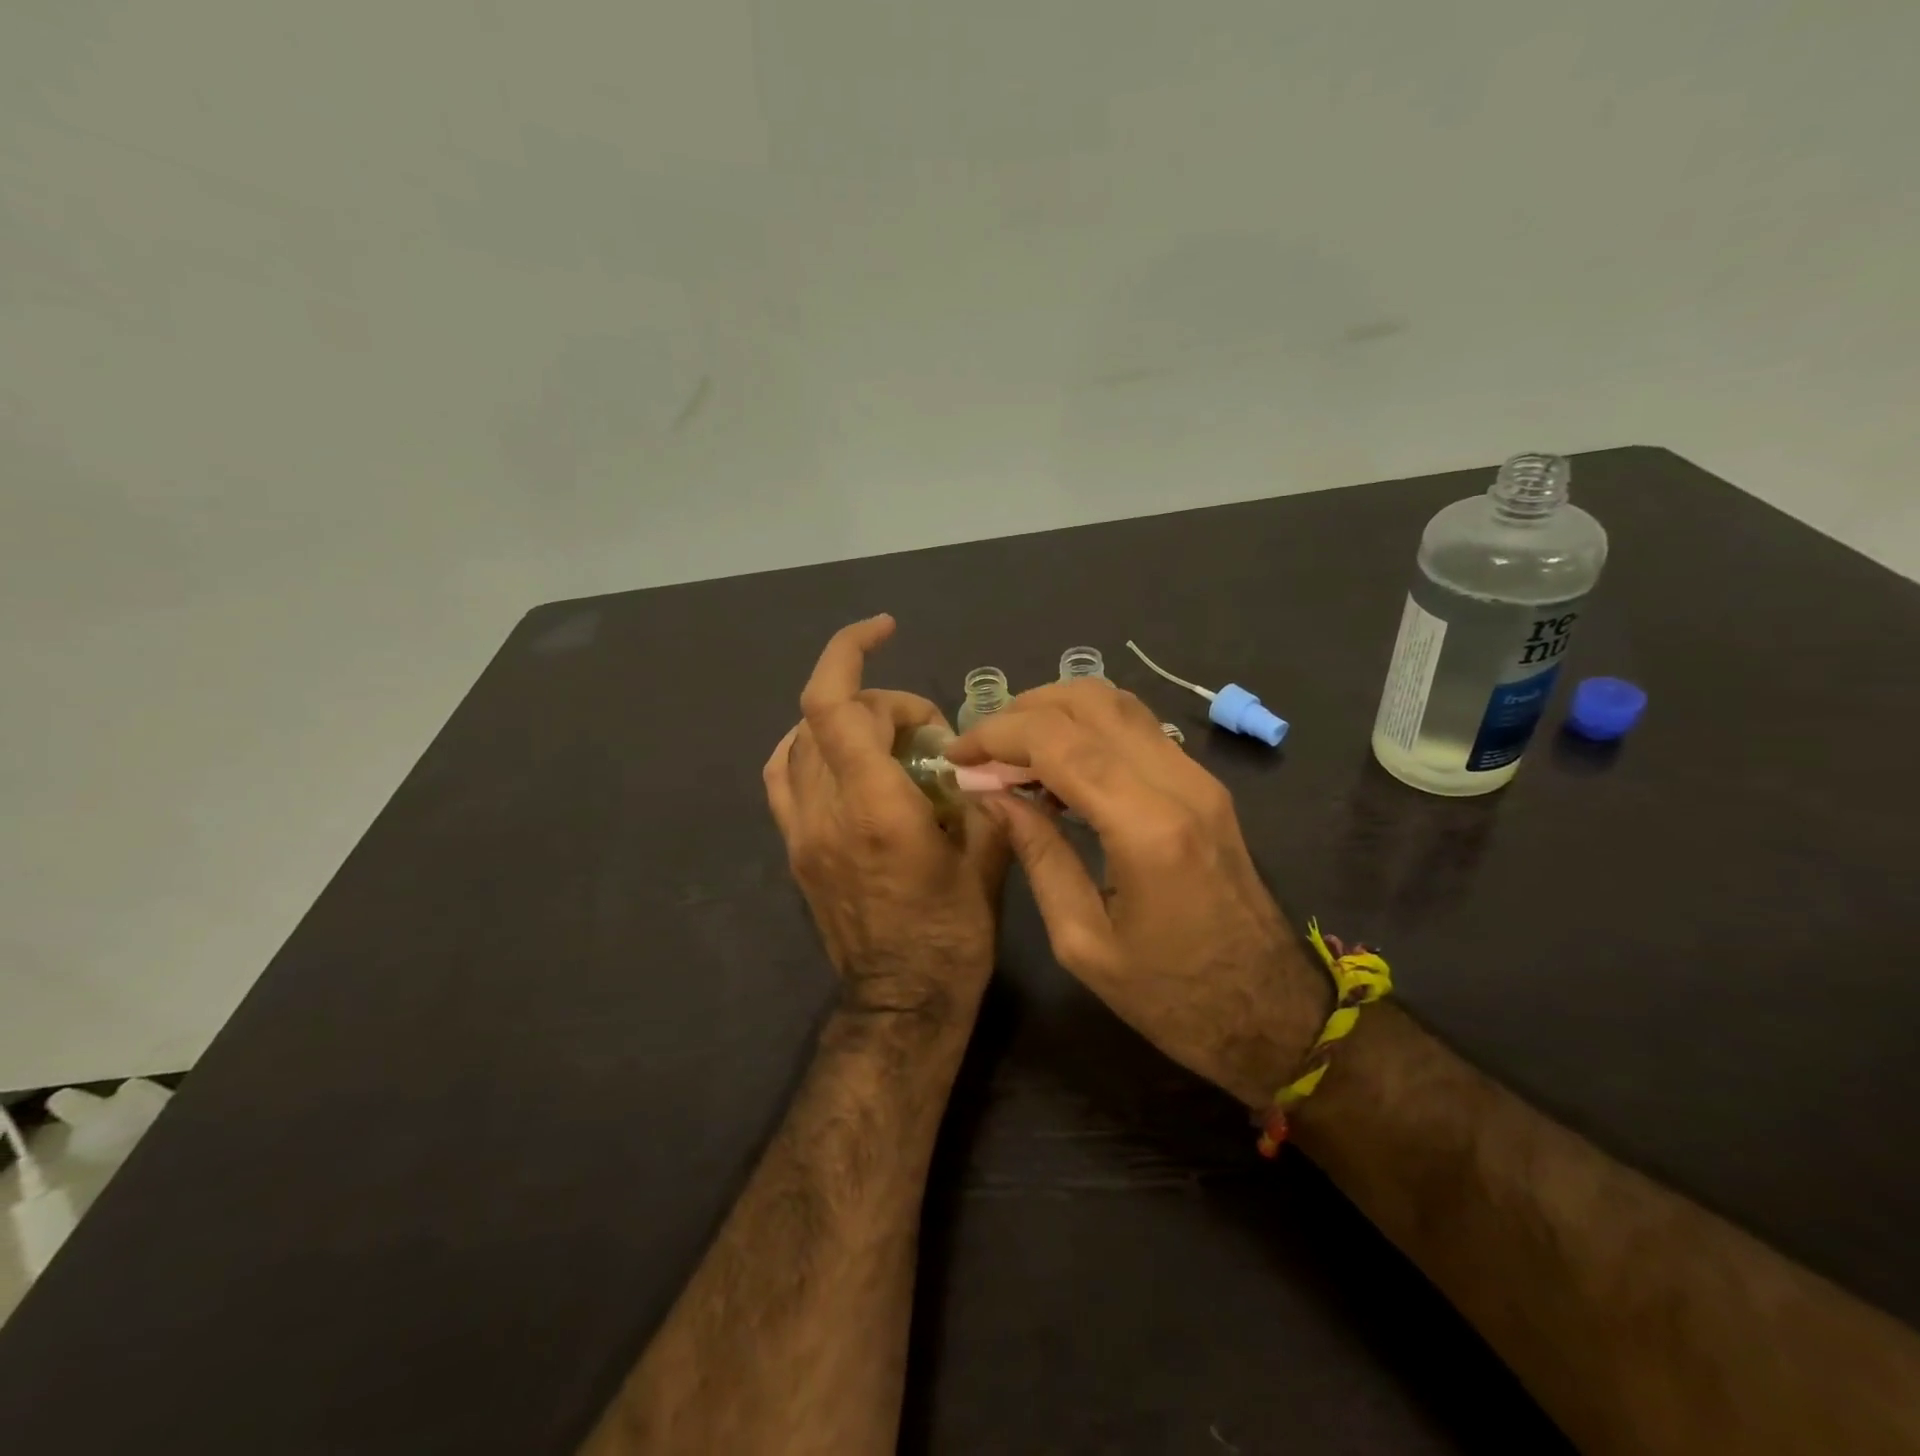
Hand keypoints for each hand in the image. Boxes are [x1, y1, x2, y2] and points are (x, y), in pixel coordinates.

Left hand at [765, 616, 1008, 1024]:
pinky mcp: (795, 849)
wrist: (902, 1003)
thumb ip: (981, 794)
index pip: (836, 705)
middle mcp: (826, 811)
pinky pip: (784, 776)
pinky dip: (808, 747)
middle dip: (881, 701)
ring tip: (889, 738)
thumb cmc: (954, 936)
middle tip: (927, 731)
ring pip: (801, 739)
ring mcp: (801, 831)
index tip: (887, 630)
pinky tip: (843, 755)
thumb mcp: (988, 859)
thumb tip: (978, 756)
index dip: (852, 650)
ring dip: (846, 719)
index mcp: (876, 808)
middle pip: (827, 714)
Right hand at [947, 680, 1324, 1104]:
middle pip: (1090, 701)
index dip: (997, 735)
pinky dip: (1087, 728)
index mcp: (1147, 828)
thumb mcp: (1081, 940)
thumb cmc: (1170, 996)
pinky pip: (1137, 729)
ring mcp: (1200, 778)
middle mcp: (1180, 784)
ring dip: (1056, 711)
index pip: (1059, 741)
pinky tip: (1058, 767)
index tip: (956, 755)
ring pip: (1118, 703)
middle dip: (1022, 711)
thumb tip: (991, 794)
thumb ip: (1036, 854)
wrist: (1268, 1012)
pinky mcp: (1205, 785)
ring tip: (1012, 752)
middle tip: (982, 749)